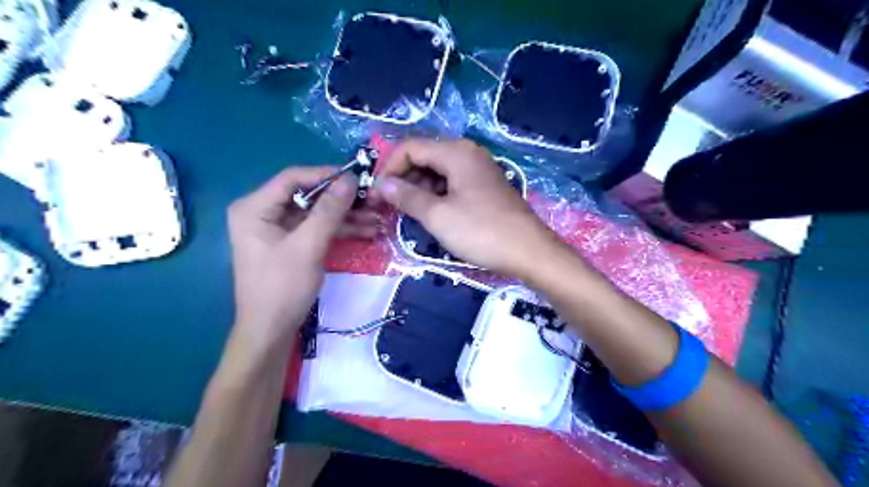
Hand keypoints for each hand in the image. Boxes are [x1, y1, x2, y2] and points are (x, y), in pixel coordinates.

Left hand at [228, 166, 378, 338]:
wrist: (271, 330)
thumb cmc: (282, 287)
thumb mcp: (308, 246)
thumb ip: (329, 211)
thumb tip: (350, 179)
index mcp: (255, 208)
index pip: (293, 178)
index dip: (326, 175)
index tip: (358, 178)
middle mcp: (263, 212)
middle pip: (308, 195)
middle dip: (341, 200)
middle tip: (372, 199)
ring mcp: (278, 229)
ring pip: (316, 213)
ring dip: (346, 216)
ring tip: (377, 218)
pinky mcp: (291, 243)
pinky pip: (317, 228)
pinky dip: (339, 229)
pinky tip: (366, 230)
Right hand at [371, 139, 560, 279]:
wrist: (529, 252)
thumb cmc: (482, 231)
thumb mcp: (437, 215)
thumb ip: (406, 196)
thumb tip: (381, 184)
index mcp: (455, 152)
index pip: (409, 148)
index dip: (387, 168)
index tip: (374, 194)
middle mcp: (467, 154)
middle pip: (423, 157)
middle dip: (401, 178)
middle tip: (386, 205)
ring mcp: (478, 170)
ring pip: (436, 172)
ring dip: (417, 188)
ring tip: (405, 212)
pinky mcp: (484, 187)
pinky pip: (451, 184)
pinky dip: (435, 195)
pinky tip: (429, 213)